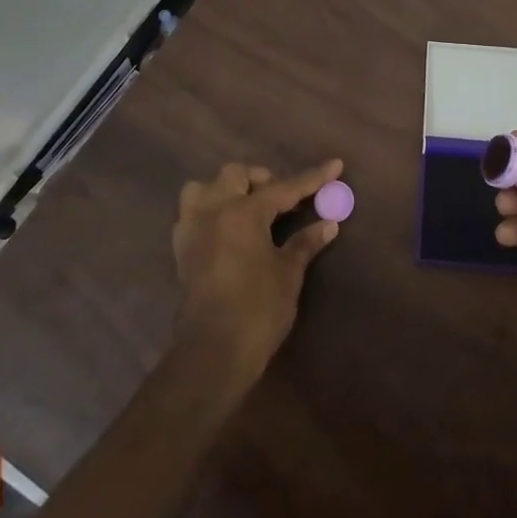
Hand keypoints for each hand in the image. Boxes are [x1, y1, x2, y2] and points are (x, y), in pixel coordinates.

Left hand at [172, 159, 344, 385]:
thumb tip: (328, 224)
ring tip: (248, 209)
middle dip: (262, 180)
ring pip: (204, 188)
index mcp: (243, 212)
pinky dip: (210, 212)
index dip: (312, 178)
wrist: (213, 352)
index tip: (335, 165)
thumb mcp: (288, 274)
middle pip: (235, 175)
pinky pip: (192, 214)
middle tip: (284, 201)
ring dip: (226, 190)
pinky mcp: (181, 250)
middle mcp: (213, 211)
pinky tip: (227, 230)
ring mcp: (192, 229)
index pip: (283, 188)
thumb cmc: (257, 310)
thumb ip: (305, 243)